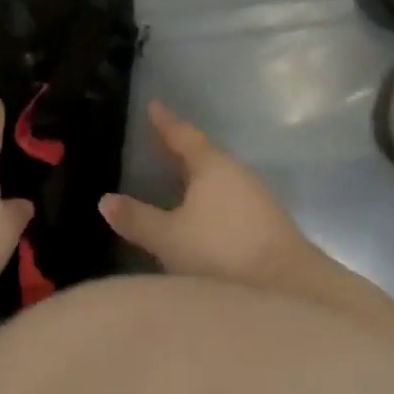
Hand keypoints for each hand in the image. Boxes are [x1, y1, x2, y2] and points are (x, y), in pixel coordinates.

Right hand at [98, 101, 315, 289]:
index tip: (153, 105)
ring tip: (176, 179)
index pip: (183, 136)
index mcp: (212, 166)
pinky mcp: (265, 225)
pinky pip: (229, 199)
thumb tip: (104, 200)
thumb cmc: (222, 253)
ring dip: (197, 177)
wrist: (289, 288)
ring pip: (218, 179)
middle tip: (158, 141)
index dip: (165, 122)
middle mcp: (235, 173)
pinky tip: (202, 215)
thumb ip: (137, 219)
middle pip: (203, 155)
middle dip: (180, 150)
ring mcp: (255, 198)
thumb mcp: (170, 238)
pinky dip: (210, 199)